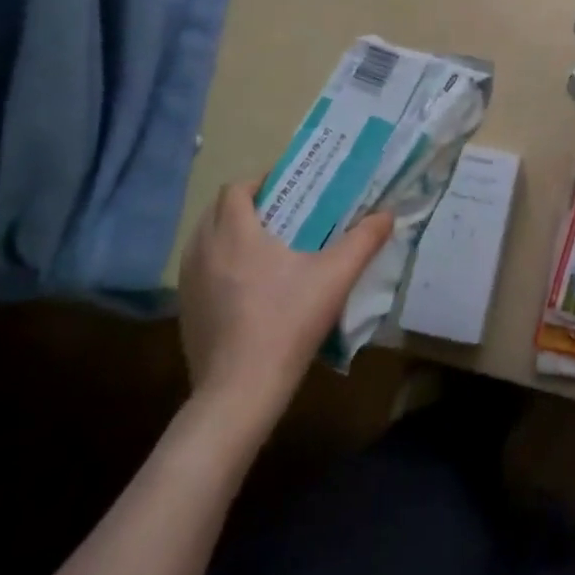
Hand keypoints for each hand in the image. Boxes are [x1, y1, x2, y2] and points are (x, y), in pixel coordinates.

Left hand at [178, 181, 393, 422]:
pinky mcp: (185, 313)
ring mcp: (189, 284)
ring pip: (203, 241)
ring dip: (227, 234)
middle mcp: (204, 251)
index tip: (287, 189)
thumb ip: (364, 240)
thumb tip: (388, 214)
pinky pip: (199, 272)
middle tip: (280, 216)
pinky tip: (246, 288)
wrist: (240, 392)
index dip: (259, 183)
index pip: (236, 189)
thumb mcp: (335, 277)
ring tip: (263, 248)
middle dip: (244, 206)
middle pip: (216, 211)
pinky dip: (218, 266)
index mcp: (235, 233)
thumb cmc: (287, 322)